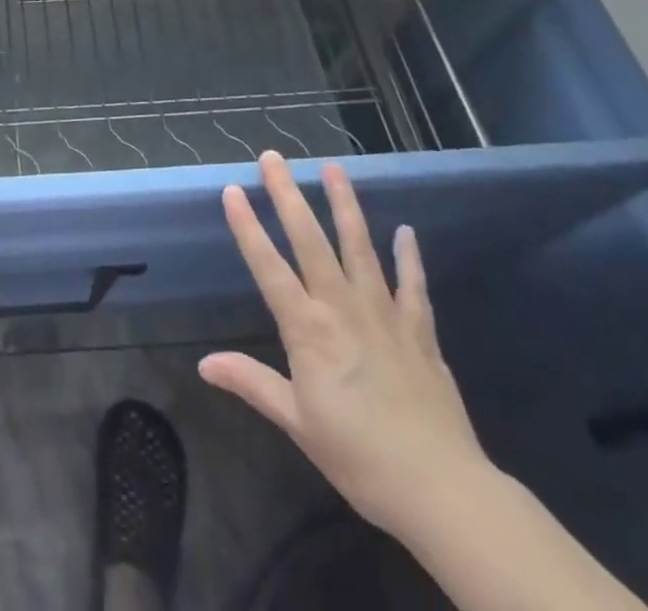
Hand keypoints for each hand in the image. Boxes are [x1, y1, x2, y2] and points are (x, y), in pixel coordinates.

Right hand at [199, 153, 490, 540]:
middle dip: (289, 196)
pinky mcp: (419, 331)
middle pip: (311, 241)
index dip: (248, 228)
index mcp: (309, 330)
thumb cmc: (359, 457)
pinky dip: (409, 258)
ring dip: (345, 205)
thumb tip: (204, 364)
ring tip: (333, 168)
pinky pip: (412, 286)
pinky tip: (406, 232)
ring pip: (360, 248)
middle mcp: (343, 309)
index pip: (269, 267)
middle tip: (273, 157)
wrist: (442, 490)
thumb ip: (252, 384)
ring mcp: (384, 314)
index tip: (233, 190)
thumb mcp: (297, 423)